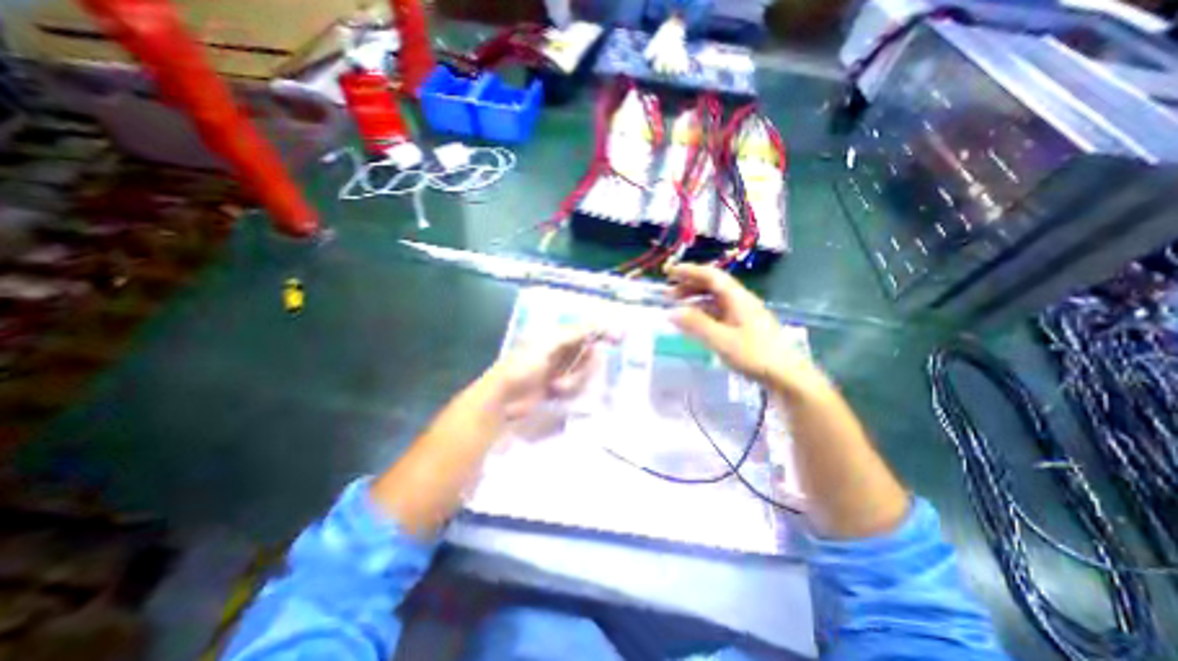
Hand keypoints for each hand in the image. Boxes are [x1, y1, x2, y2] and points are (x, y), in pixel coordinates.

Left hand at [484, 327, 607, 419]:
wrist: (503, 400)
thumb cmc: (522, 367)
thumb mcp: (548, 346)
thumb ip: (574, 333)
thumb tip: (598, 323)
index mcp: (556, 335)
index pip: (586, 329)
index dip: (602, 331)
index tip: (619, 336)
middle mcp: (560, 349)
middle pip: (589, 353)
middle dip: (584, 366)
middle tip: (571, 374)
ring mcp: (560, 369)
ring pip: (584, 370)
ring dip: (575, 380)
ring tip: (557, 387)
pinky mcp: (559, 385)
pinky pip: (577, 384)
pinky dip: (569, 389)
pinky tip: (555, 392)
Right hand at [672, 261, 825, 397]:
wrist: (787, 376)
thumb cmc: (755, 355)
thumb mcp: (721, 340)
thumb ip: (696, 325)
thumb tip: (671, 312)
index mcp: (738, 298)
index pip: (711, 276)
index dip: (689, 271)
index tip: (669, 272)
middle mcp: (741, 302)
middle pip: (713, 286)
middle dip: (689, 286)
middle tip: (668, 294)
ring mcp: (743, 315)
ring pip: (715, 300)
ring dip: (695, 300)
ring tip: (677, 308)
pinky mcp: (744, 328)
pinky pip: (719, 313)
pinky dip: (703, 314)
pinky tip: (695, 323)